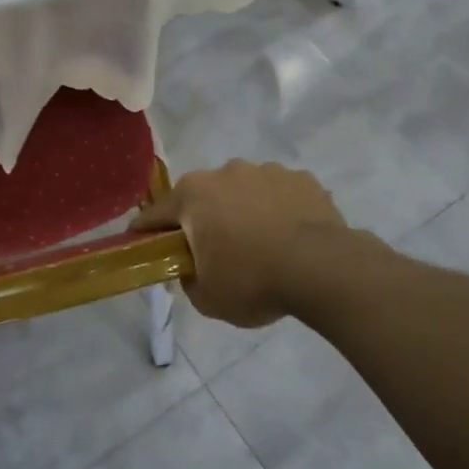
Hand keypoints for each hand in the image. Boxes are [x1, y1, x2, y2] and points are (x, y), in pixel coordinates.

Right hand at [137, 160, 373, 326]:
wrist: (324, 269)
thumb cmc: (253, 281)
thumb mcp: (207, 298)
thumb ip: (188, 279)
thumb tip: (191, 268)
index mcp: (193, 195)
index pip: (156, 214)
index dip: (147, 233)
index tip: (144, 247)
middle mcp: (225, 172)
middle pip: (202, 198)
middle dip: (203, 220)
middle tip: (215, 253)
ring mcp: (266, 171)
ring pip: (243, 192)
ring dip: (244, 211)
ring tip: (261, 245)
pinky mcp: (302, 179)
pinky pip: (279, 195)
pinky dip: (278, 211)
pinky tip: (290, 238)